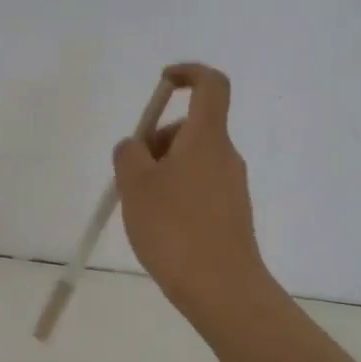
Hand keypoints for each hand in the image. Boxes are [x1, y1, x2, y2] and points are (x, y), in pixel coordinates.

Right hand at [114, 63, 265, 310]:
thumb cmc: (175, 228)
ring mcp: (231, 186)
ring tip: (139, 208)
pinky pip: (198, 187)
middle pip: (190, 128)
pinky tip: (158, 227)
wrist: (222, 289)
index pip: (210, 84)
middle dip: (156, 140)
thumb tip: (135, 146)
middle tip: (130, 174)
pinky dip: (174, 193)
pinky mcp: (230, 213)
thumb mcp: (136, 185)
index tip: (162, 83)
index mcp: (206, 138)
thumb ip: (129, 154)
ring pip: (191, 160)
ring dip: (162, 170)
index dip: (188, 73)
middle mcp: (225, 155)